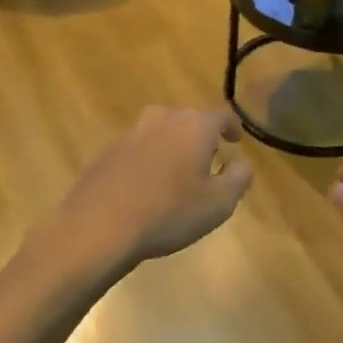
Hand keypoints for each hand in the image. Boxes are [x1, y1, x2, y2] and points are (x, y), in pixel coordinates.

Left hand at [56, 106, 253, 272]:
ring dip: (170, 146)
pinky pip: (135, 150)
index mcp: (193, 126)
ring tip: (175, 171)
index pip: (221, 115)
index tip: (235, 140)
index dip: (232, 127)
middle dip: (200, 136)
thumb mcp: (219, 203)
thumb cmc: (169, 213)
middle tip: (207, 158)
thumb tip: (243, 164)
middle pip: (186, 119)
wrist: (100, 227)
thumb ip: (238, 178)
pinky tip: (144, 187)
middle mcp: (161, 120)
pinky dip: (145, 161)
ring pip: (158, 132)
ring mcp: (129, 134)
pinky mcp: (105, 153)